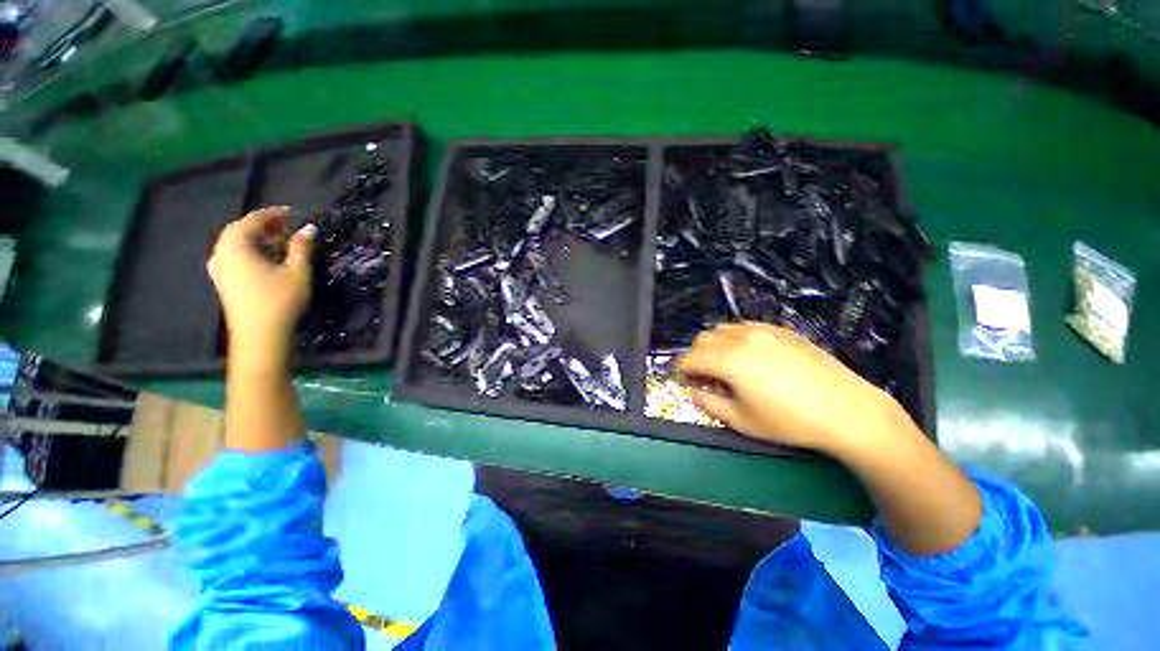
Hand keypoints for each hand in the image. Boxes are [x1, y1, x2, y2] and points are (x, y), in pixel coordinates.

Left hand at [207, 207, 314, 364]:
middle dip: (262, 225)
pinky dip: (250, 250)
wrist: (259, 335)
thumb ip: (301, 247)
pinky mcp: (224, 282)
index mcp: (236, 246)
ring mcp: (220, 269)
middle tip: (285, 225)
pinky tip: (265, 258)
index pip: (252, 220)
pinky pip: (234, 256)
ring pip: (235, 244)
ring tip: (277, 240)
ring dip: (256, 238)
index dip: (272, 214)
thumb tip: (309, 228)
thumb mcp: (297, 271)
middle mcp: (222, 253)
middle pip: (239, 230)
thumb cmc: (280, 300)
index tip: (291, 212)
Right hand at [676, 322, 900, 451]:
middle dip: (696, 355)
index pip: (690, 357)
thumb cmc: (791, 422)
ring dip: (714, 344)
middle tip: (704, 375)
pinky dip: (736, 337)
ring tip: (725, 363)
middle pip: (703, 338)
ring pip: (723, 329)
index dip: (681, 369)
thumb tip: (695, 391)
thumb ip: (709, 403)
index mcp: (729, 360)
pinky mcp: (782, 330)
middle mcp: (742, 338)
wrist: (848, 411)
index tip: (683, 379)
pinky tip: (748, 354)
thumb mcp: (742, 421)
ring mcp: (764, 331)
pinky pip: (747, 326)